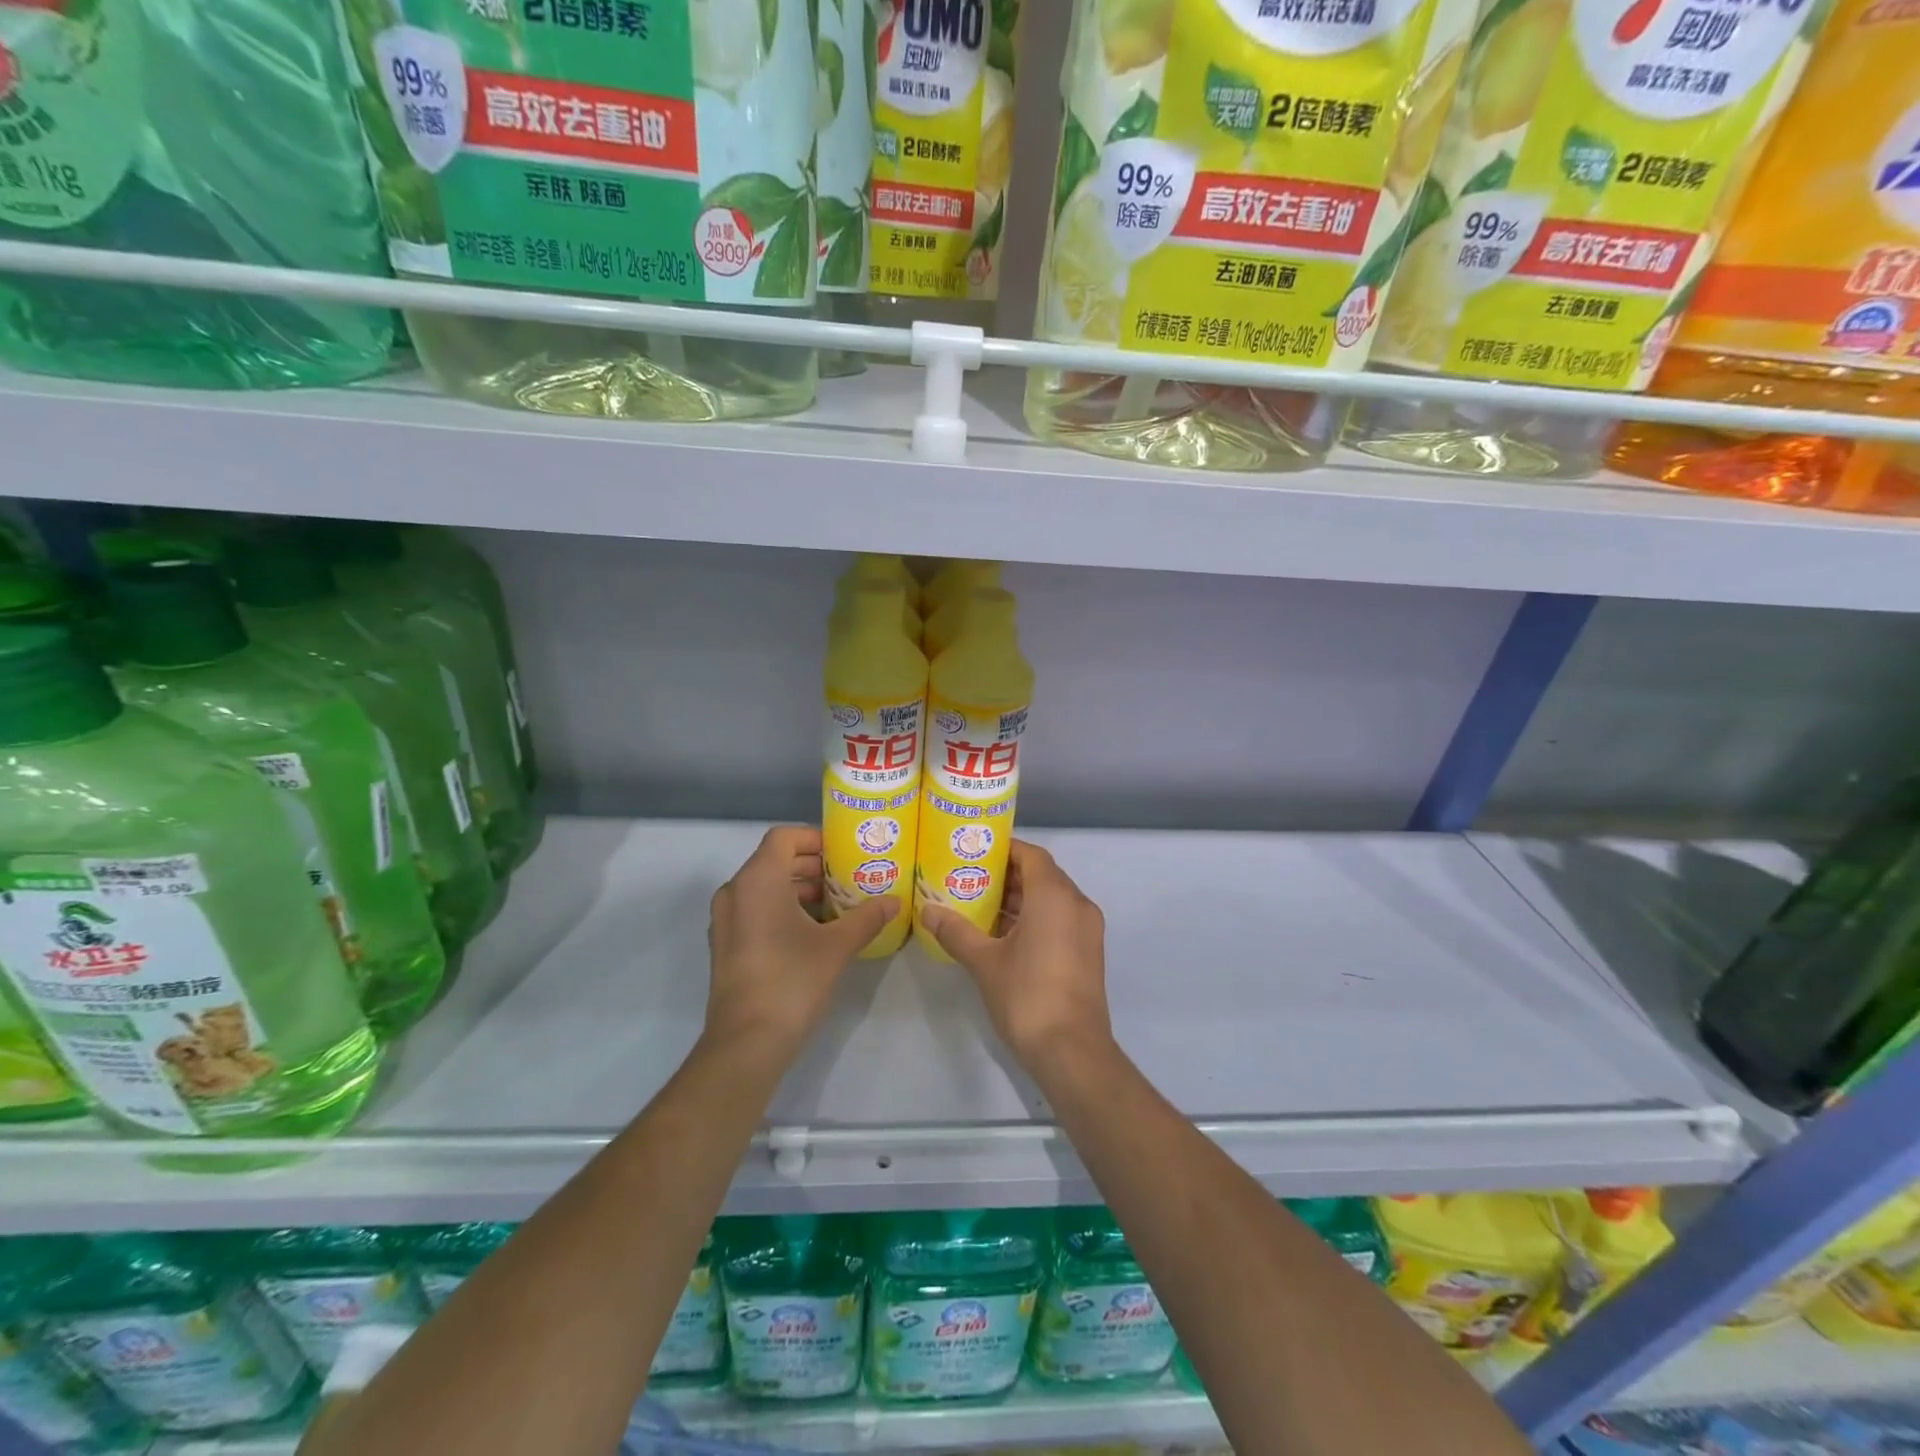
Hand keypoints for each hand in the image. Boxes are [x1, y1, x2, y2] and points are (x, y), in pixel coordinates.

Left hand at [705, 826, 896, 1061]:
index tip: (844, 852)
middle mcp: (735, 892)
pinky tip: (814, 931)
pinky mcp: (725, 945)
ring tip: (837, 905)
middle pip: (774, 860)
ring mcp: (725, 920)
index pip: (784, 837)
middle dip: (812, 865)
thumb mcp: (837, 946)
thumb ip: (867, 917)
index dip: (815, 838)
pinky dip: (782, 909)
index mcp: (757, 880)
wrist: (746, 1042)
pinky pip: (755, 910)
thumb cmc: (792, 981)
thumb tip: (895, 901)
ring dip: (799, 889)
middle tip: (848, 876)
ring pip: (764, 887)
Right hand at [919, 841, 1112, 1066]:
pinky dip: (1034, 917)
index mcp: (1055, 896)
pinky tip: (1002, 934)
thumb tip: (927, 910)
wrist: (1073, 1052)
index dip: (1004, 849)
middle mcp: (1077, 904)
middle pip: (1042, 875)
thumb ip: (956, 931)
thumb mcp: (984, 962)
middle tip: (969, 877)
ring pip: (1052, 899)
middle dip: (1007, 875)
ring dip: (1020, 898)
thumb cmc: (1027, 996)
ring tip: (979, 904)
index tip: (975, 852)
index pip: (1031, 855)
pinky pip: (1060, 919)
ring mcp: (1087, 930)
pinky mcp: (1088, 952)